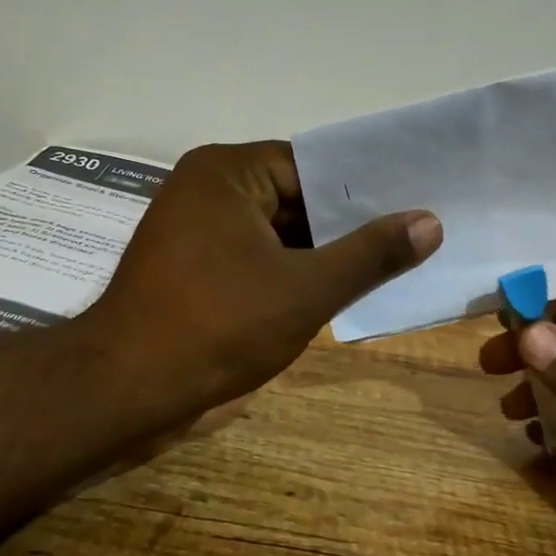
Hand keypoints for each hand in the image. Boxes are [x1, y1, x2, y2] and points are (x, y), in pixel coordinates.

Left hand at [87, 141, 441, 423]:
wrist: (126, 388)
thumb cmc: (217, 326)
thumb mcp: (306, 289)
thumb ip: (370, 255)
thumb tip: (429, 222)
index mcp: (228, 171)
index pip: (313, 166)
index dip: (365, 190)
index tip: (415, 206)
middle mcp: (207, 188)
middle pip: (295, 198)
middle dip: (345, 227)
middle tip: (411, 240)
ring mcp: (195, 229)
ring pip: (276, 233)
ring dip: (319, 255)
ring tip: (386, 266)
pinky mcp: (192, 267)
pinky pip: (255, 257)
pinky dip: (289, 273)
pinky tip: (334, 291)